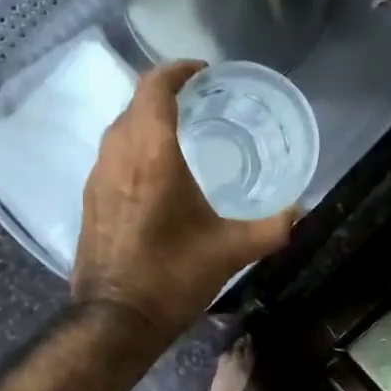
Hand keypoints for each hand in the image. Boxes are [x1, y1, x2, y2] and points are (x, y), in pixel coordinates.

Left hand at [72, 60, 298, 342]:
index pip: (155, 87)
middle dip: (167, 95)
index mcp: (151, 154)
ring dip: (148, 122)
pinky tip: (158, 176)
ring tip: (183, 136)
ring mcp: (97, 177)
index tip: (204, 73)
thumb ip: (271, 228)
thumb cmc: (172, 278)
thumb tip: (300, 212)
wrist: (115, 320)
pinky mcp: (90, 200)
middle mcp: (118, 155)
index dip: (178, 70)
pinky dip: (135, 149)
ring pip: (121, 130)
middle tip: (202, 104)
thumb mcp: (230, 252)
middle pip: (136, 104)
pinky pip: (112, 156)